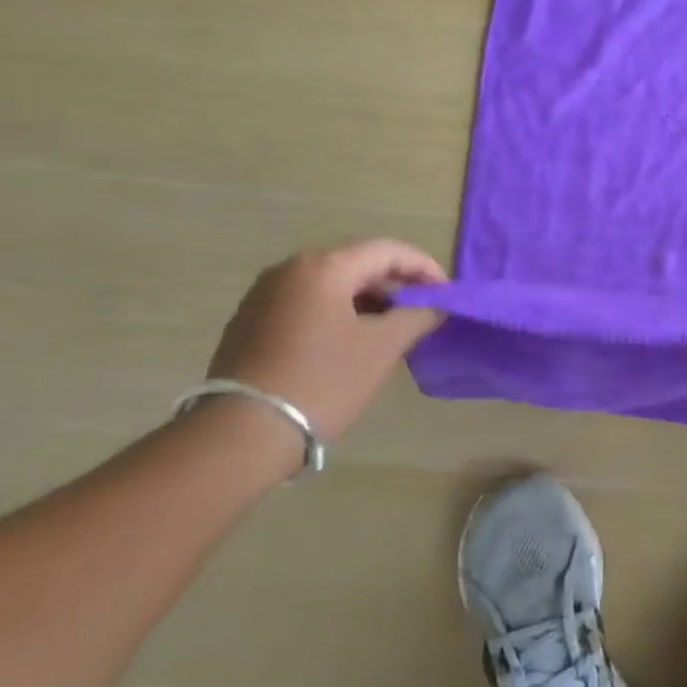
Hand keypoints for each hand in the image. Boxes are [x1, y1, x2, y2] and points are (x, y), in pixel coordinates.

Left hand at [206, 240, 445, 440]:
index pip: (388, 251)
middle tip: (423, 311)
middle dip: (396, 285)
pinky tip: (351, 343)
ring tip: (391, 329)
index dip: (424, 268)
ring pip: (331, 285)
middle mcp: (290, 269)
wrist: (240, 436)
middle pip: (358, 263)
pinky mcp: (250, 323)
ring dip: (367, 301)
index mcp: (323, 266)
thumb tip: (437, 305)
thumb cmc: (321, 382)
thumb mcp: (381, 348)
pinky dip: (337, 314)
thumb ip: (417, 317)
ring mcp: (264, 296)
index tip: (446, 294)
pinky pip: (307, 304)